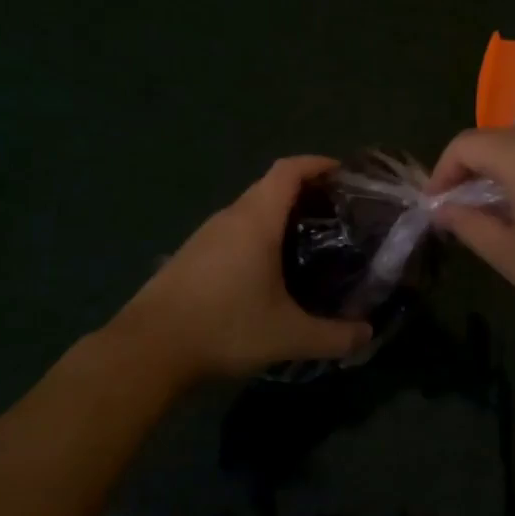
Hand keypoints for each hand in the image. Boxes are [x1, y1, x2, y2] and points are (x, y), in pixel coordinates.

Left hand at [105, 157, 370, 379]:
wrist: (147, 351)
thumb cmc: (224, 328)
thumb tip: (367, 334)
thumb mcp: (288, 336)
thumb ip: (334, 336)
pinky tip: (268, 270)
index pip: (288, 170)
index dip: (317, 164)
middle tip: (337, 215)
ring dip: (279, 216)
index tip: (344, 173)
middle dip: (305, 193)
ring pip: (249, 211)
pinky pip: (233, 232)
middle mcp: (229, 218)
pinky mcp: (190, 256)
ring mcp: (205, 236)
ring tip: (309, 241)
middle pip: (270, 187)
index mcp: (255, 220)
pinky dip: (257, 236)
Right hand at [429, 128, 514, 334]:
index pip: (466, 144)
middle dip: (474, 170)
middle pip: (498, 140)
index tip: (437, 205)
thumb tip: (445, 208)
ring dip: (507, 171)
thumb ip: (471, 226)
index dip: (442, 171)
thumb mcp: (514, 257)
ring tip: (507, 213)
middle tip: (467, 210)